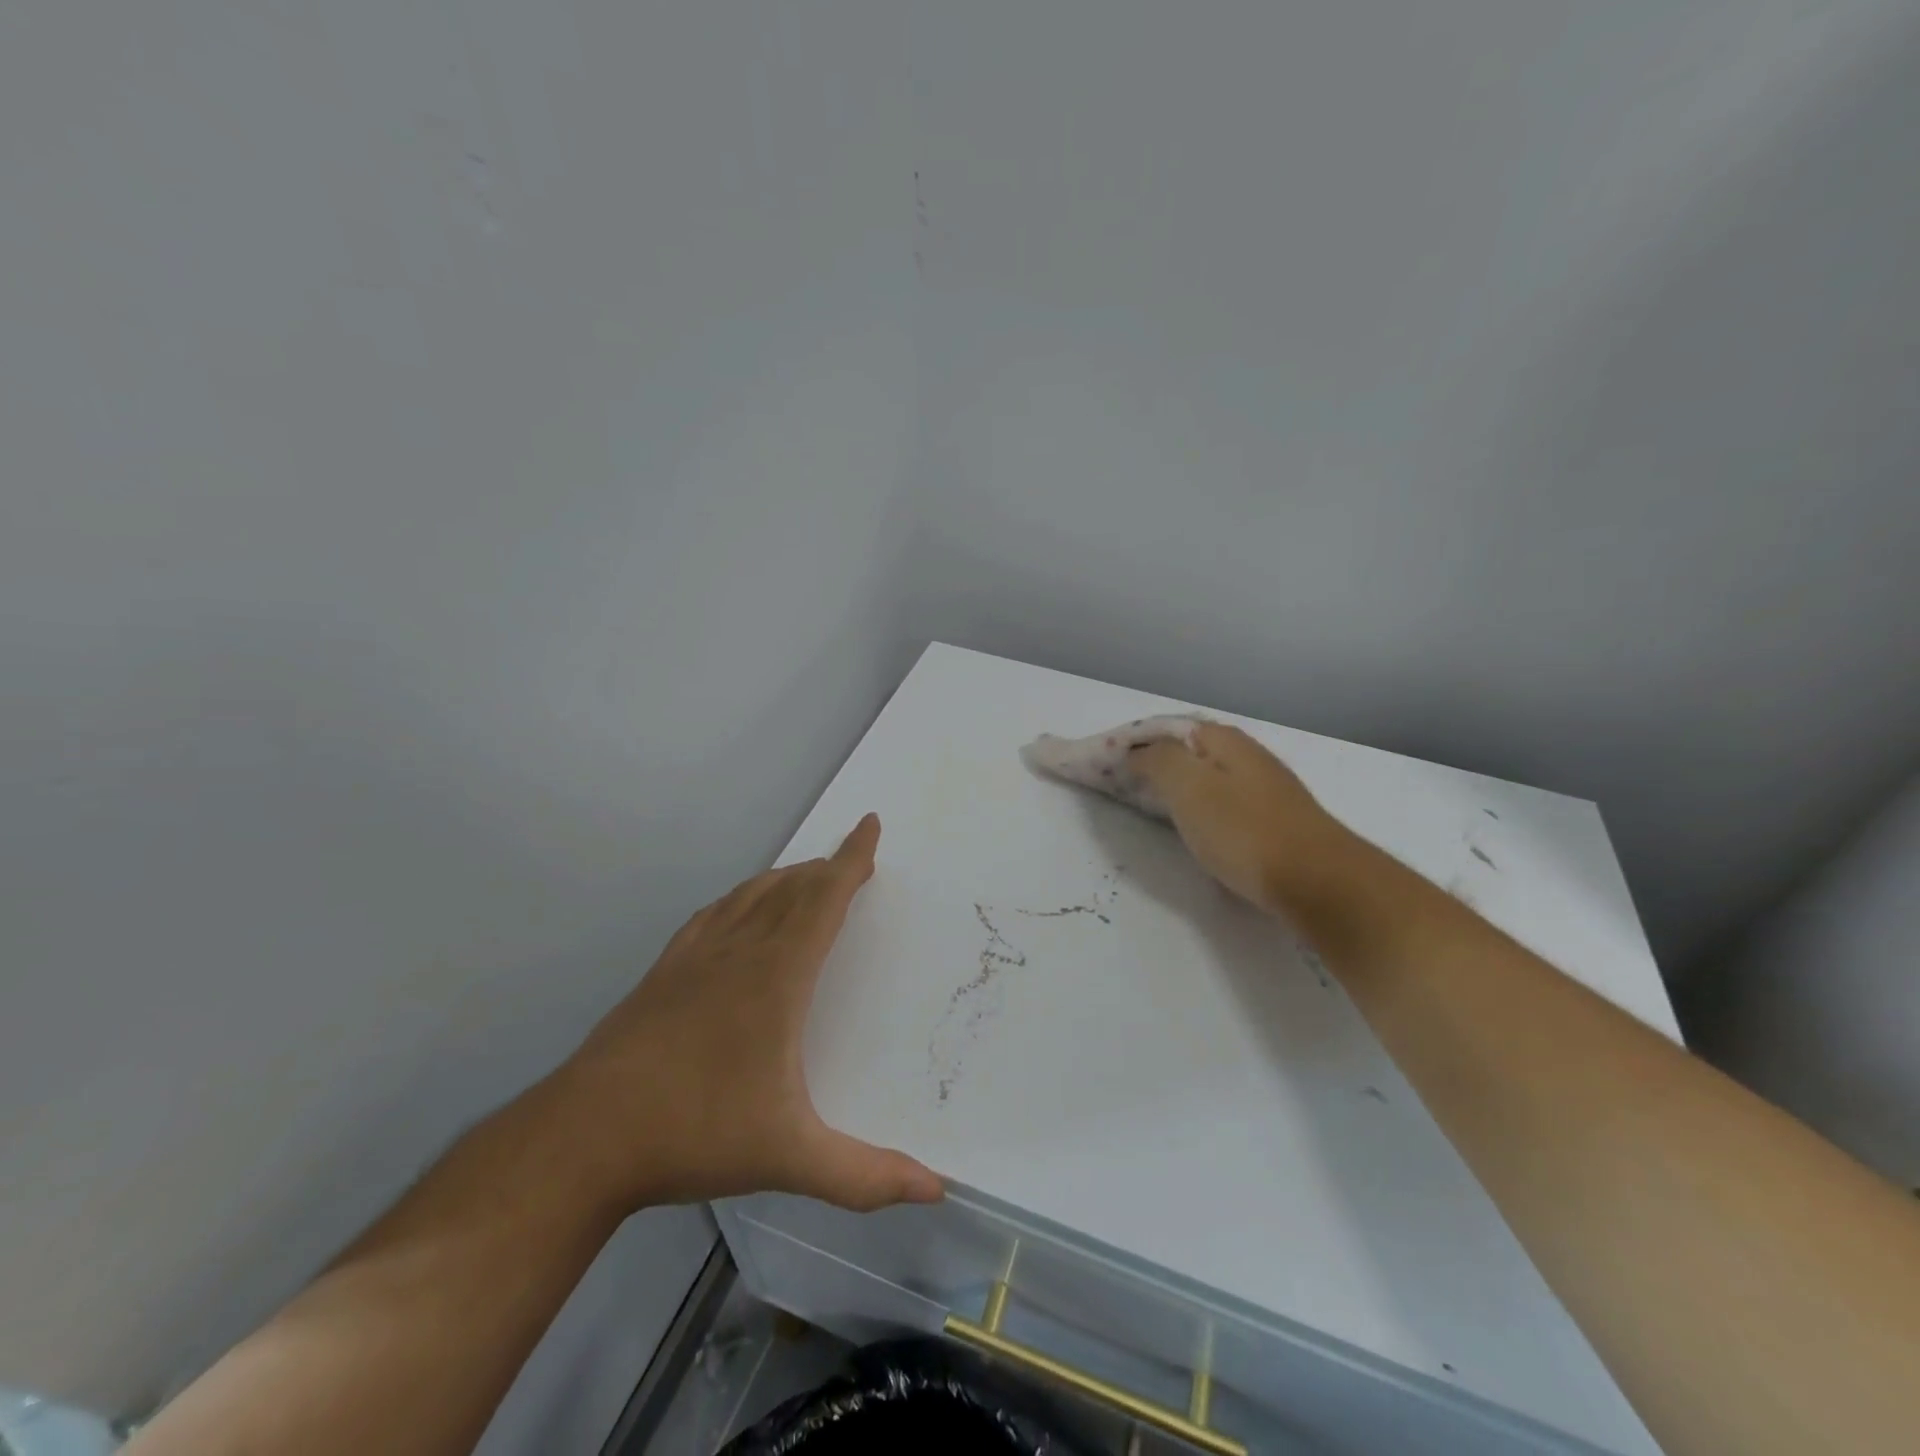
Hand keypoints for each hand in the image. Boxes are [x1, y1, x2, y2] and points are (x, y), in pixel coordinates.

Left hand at [548, 814, 943, 1214]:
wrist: (585, 1137)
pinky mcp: (663, 973)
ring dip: (786, 879)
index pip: (823, 899)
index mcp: (777, 976)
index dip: (851, 859)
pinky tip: (738, 908)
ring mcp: (695, 958)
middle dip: (826, 869)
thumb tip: (936, 1189)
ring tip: (807, 877)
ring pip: (751, 896)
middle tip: (850, 861)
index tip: (869, 825)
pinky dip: (740, 898)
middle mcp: (739, 951)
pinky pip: (713, 915)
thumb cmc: (696, 1133)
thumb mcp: (790, 1159)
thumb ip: (864, 1176)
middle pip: (791, 889)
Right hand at [1130, 723, 1340, 909]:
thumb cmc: (1244, 830)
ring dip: (1178, 786)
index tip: (1106, 764)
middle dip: (1156, 763)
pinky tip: (1196, 828)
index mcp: (1225, 740)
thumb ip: (1158, 760)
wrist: (1319, 882)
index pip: (1169, 728)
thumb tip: (1138, 752)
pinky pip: (1224, 803)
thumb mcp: (1189, 787)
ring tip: (1151, 806)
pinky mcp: (1275, 821)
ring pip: (1208, 777)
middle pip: (1190, 751)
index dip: (1136, 741)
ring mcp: (1266, 788)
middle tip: (1124, 786)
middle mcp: (1248, 756)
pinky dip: (1201, 808)